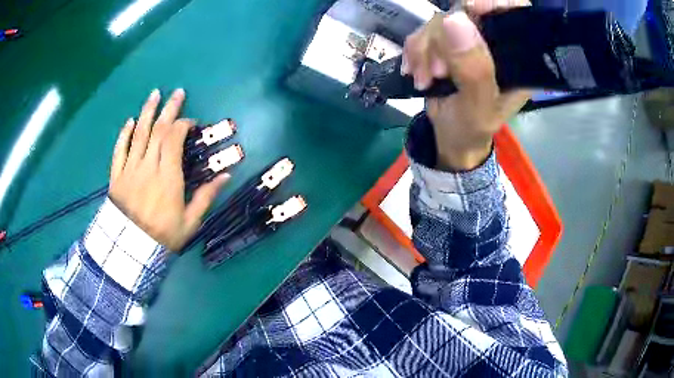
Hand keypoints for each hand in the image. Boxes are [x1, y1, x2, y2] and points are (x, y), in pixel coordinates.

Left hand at [109, 89, 228, 250]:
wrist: (132, 249)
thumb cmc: (163, 235)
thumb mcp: (190, 221)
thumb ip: (206, 196)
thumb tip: (226, 175)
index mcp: (168, 176)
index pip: (174, 139)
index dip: (183, 125)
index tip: (191, 122)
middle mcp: (149, 165)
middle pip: (158, 130)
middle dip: (169, 109)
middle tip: (178, 92)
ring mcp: (131, 168)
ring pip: (139, 134)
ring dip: (147, 112)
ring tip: (155, 94)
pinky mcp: (117, 175)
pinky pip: (120, 150)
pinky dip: (124, 134)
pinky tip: (130, 121)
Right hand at [402, 0, 530, 170]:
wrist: (450, 138)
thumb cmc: (473, 129)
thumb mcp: (478, 107)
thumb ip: (474, 70)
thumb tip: (455, 19)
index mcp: (516, 58)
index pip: (514, 14)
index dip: (493, 3)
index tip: (470, 9)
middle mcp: (494, 43)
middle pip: (467, 12)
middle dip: (443, 38)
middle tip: (438, 72)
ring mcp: (468, 41)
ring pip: (440, 21)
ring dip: (424, 49)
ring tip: (424, 79)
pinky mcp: (447, 44)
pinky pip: (424, 31)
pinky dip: (414, 51)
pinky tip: (415, 71)